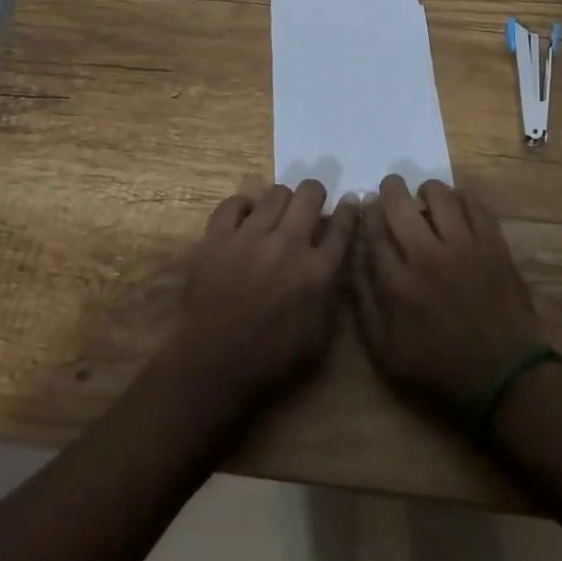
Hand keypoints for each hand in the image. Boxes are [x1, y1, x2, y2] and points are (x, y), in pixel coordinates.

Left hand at [157, 181, 358, 420]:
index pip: (342, 227)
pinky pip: (234, 202)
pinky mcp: (218, 236)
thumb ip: (331, 293)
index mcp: (316, 272)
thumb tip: (336, 260)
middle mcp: (288, 244)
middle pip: (310, 194)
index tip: (349, 202)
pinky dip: (242, 206)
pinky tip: (244, 219)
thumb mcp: (318, 337)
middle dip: (315, 195)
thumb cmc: (269, 360)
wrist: (212, 367)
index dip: (348, 210)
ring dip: (281, 201)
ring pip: (275, 193)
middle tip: (309, 206)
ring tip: (276, 214)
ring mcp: (250, 236)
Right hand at [350, 175, 546, 414]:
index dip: (368, 211)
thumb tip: (353, 260)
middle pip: (399, 202)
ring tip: (426, 199)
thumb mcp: (387, 352)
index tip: (368, 204)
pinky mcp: (492, 244)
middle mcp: (426, 255)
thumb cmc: (440, 368)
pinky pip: (474, 204)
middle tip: (392, 190)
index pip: (373, 229)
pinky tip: (457, 206)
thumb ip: (364, 304)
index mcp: (397, 283)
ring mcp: (463, 246)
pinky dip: (462, 198)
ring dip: (427, 191)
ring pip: (438, 194)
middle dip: (390, 189)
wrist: (504, 378)